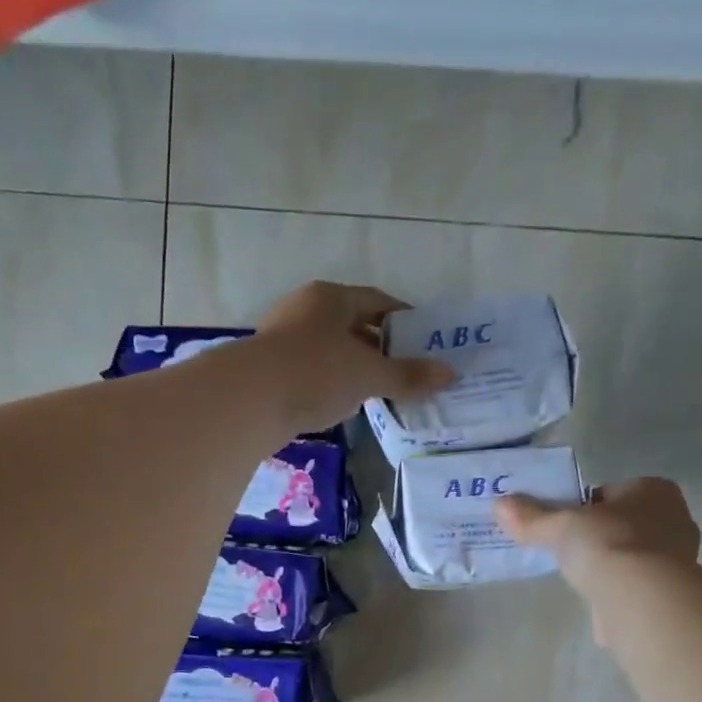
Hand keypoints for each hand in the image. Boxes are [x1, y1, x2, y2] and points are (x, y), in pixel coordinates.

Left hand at [253, 281, 453, 431]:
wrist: (251, 400)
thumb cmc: (316, 373)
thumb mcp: (368, 375)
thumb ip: (407, 376)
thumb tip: (450, 374)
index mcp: (331, 297)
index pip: (377, 301)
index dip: (404, 319)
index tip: (424, 340)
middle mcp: (306, 309)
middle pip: (353, 324)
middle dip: (380, 346)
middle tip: (407, 370)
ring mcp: (284, 338)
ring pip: (331, 349)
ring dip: (355, 367)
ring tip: (380, 390)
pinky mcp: (271, 369)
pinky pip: (313, 371)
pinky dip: (333, 383)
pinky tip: (345, 404)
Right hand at [496, 477, 700, 595]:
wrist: (640, 596)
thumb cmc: (606, 543)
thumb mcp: (560, 526)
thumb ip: (532, 517)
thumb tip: (500, 505)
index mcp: (655, 490)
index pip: (613, 492)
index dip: (587, 507)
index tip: (565, 524)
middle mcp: (675, 518)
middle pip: (626, 524)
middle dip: (601, 536)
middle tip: (570, 551)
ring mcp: (679, 559)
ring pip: (634, 556)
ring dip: (611, 566)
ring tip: (581, 579)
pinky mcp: (671, 594)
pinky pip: (638, 587)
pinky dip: (619, 593)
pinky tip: (598, 603)